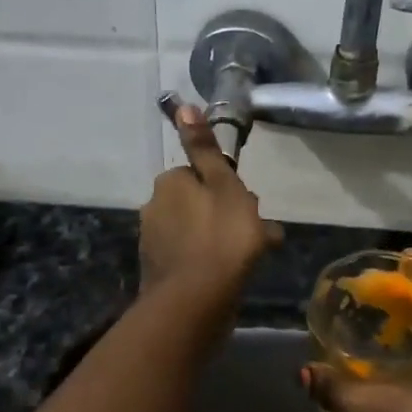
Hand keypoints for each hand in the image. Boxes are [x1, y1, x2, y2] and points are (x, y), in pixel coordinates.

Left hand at [139, 107, 281, 307]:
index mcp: (168, 184)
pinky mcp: (160, 275)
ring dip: (223, 239)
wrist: (195, 304)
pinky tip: (235, 277)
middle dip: (226, 214)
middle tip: (257, 234)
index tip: (247, 205)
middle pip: (198, 203)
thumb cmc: (220, 237)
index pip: (200, 175)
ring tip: (255, 257)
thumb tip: (184, 107)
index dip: (227, 188)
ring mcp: (154, 244)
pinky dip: (212, 262)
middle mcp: (154, 208)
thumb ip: (205, 148)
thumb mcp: (223, 184)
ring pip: (198, 232)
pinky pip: (193, 258)